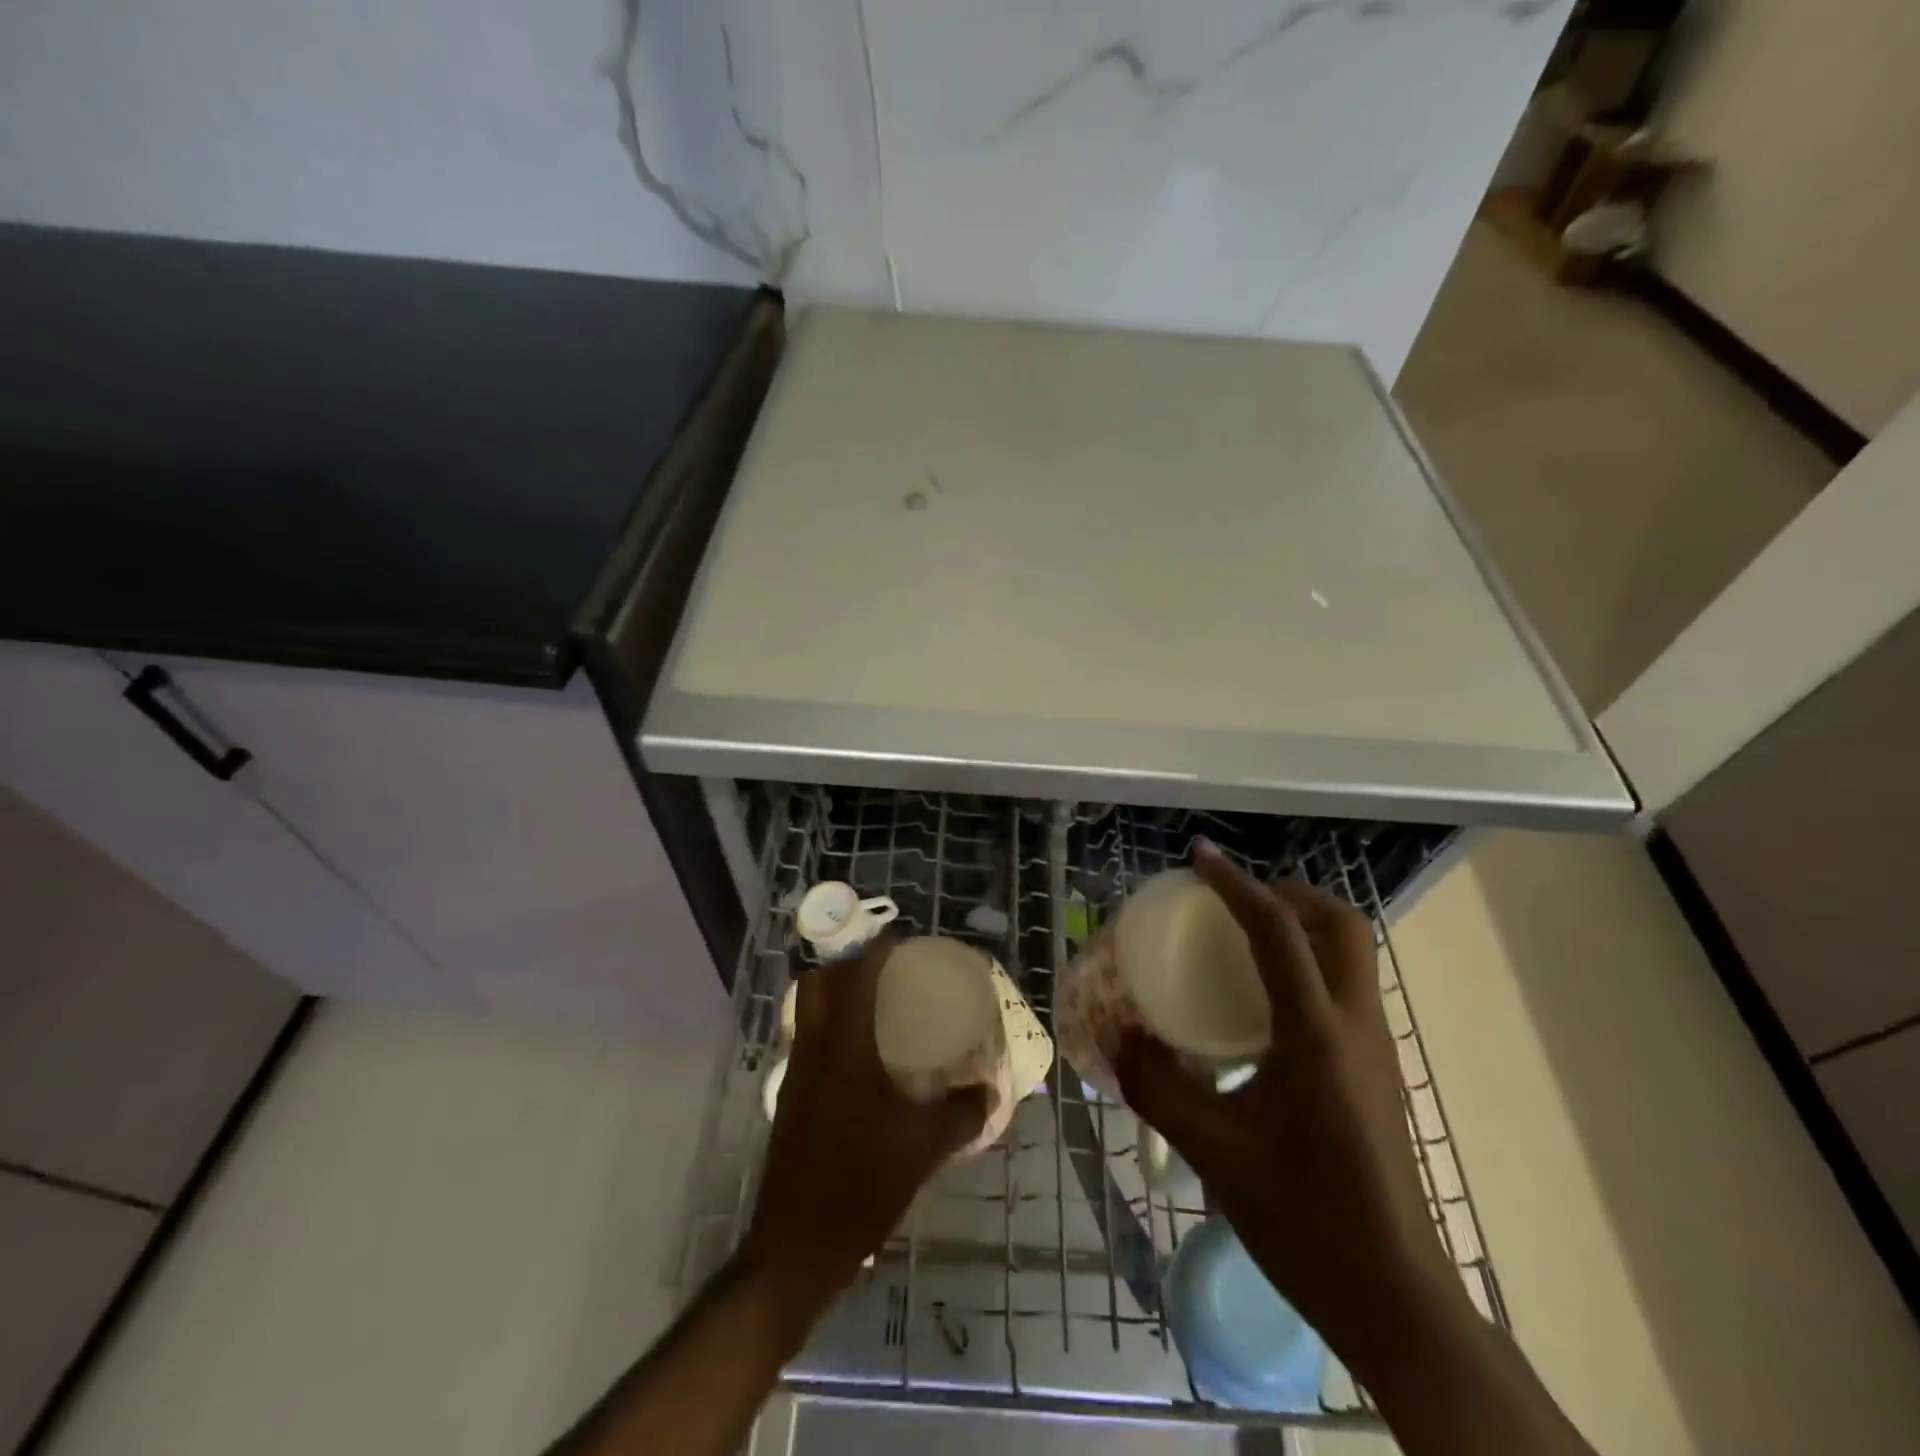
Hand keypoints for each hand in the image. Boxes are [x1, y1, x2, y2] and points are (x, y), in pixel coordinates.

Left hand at [742, 935, 988, 1311]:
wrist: (798, 1244)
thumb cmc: (862, 1183)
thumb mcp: (923, 1147)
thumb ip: (961, 1112)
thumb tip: (991, 1089)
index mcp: (844, 1048)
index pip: (854, 977)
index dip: (874, 950)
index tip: (900, 941)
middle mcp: (813, 1048)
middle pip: (818, 982)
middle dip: (847, 964)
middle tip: (885, 970)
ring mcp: (796, 1072)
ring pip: (808, 1009)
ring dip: (835, 993)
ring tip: (875, 1003)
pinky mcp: (791, 1095)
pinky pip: (808, 1036)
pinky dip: (830, 1024)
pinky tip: (861, 1053)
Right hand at [1106, 841, 1465, 1372]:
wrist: (1393, 1297)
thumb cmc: (1302, 1217)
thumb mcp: (1213, 1150)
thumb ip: (1157, 1085)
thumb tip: (1117, 1037)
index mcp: (1317, 1034)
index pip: (1278, 932)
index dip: (1236, 885)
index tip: (1200, 855)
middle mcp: (1355, 1025)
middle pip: (1340, 925)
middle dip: (1288, 894)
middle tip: (1234, 898)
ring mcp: (1375, 1048)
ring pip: (1351, 954)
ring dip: (1303, 926)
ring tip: (1243, 937)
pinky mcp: (1376, 1071)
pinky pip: (1345, 988)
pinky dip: (1308, 964)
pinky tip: (1263, 1003)